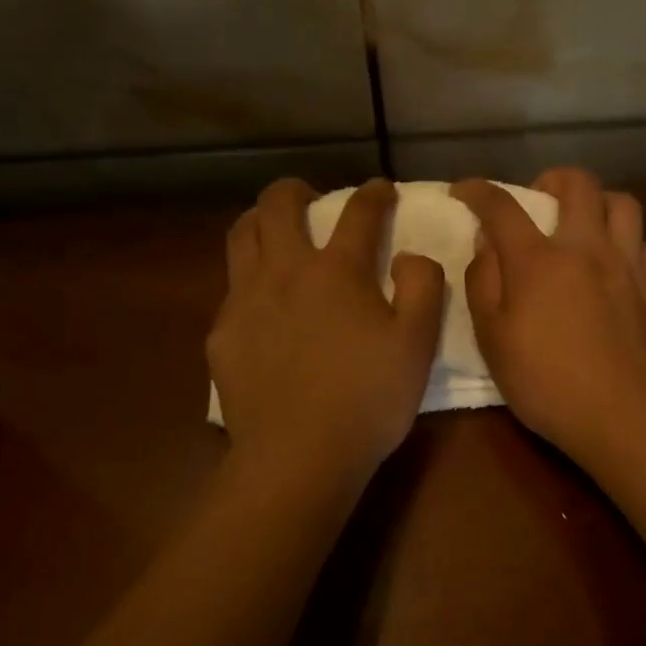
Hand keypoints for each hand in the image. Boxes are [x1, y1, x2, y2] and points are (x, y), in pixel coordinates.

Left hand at [209, 178, 444, 477]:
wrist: (298, 456)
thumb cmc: (367, 400)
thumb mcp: (417, 345)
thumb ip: (422, 287)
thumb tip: (409, 255)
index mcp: (338, 271)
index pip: (358, 212)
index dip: (374, 193)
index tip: (381, 189)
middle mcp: (286, 271)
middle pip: (278, 205)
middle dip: (296, 189)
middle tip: (310, 198)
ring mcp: (246, 299)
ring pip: (241, 235)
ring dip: (259, 220)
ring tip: (274, 232)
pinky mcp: (223, 332)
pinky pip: (231, 286)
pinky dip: (248, 276)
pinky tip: (261, 302)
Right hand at [453, 169, 645, 465]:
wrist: (622, 414)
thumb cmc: (545, 381)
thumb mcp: (492, 338)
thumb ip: (483, 282)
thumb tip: (486, 242)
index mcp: (538, 260)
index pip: (502, 207)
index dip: (478, 191)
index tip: (463, 190)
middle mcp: (585, 248)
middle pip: (577, 183)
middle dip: (550, 178)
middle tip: (534, 200)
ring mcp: (624, 264)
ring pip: (620, 202)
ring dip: (595, 201)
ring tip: (578, 223)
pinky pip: (639, 239)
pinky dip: (620, 237)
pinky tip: (607, 260)